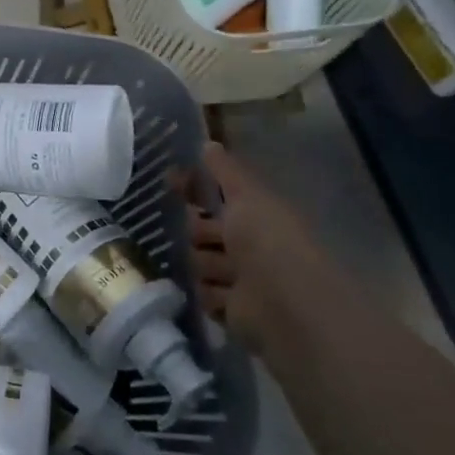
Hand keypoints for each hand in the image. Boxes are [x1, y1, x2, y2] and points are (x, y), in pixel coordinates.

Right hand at [180, 141, 340, 352]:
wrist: (284, 302)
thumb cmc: (268, 239)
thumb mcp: (247, 195)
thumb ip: (226, 171)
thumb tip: (208, 143)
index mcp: (256, 216)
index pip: (217, 196)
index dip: (195, 189)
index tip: (170, 181)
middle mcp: (249, 246)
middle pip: (203, 230)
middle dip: (197, 230)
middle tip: (203, 234)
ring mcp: (240, 279)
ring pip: (200, 263)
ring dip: (204, 264)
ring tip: (219, 269)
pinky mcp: (230, 310)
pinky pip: (205, 294)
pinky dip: (209, 293)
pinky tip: (219, 292)